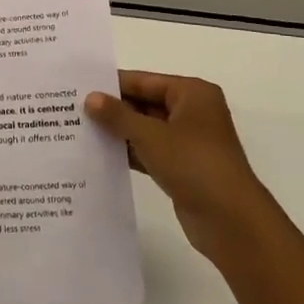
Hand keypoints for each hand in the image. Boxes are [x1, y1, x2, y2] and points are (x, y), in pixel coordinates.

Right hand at [85, 72, 264, 265]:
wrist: (231, 222)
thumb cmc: (194, 164)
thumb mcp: (151, 136)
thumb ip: (118, 116)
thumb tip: (90, 98)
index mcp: (192, 93)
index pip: (144, 81)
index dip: (112, 84)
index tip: (78, 86)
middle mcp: (192, 112)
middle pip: (144, 103)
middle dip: (113, 109)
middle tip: (72, 109)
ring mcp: (188, 141)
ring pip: (146, 129)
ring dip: (118, 132)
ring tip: (79, 130)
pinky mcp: (182, 167)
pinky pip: (150, 151)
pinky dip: (129, 152)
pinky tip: (99, 155)